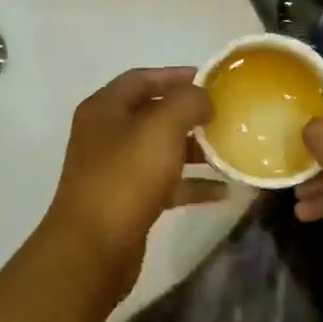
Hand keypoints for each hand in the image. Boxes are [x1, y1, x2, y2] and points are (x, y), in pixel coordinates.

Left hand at [41, 68, 222, 291]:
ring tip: (229, 151)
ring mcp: (114, 170)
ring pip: (160, 151)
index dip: (176, 75)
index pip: (142, 78)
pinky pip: (164, 184)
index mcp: (104, 108)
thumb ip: (187, 102)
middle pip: (152, 114)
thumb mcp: (161, 128)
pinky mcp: (126, 202)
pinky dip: (190, 184)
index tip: (212, 80)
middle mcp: (105, 134)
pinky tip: (222, 192)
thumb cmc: (126, 176)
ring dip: (193, 150)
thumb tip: (202, 98)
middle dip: (189, 115)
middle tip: (225, 116)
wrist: (93, 246)